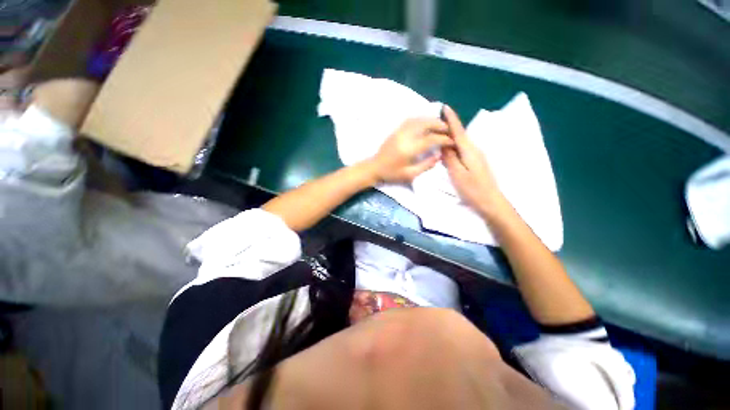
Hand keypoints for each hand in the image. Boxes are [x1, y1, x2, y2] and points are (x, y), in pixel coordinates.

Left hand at [369, 118, 453, 182]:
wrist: (374, 167)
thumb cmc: (392, 173)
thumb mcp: (410, 175)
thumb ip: (426, 165)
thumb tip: (439, 155)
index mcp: (409, 149)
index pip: (431, 139)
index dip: (443, 139)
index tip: (451, 141)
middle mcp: (405, 136)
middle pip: (425, 124)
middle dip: (439, 125)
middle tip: (448, 129)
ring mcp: (399, 131)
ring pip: (418, 119)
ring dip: (431, 120)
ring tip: (440, 125)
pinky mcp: (396, 130)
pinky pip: (410, 120)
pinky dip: (421, 119)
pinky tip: (426, 123)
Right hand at [441, 105, 505, 215]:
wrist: (490, 201)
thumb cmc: (473, 188)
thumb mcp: (457, 173)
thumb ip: (450, 158)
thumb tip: (443, 145)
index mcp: (469, 150)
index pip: (458, 131)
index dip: (451, 119)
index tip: (445, 107)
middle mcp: (474, 150)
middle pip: (460, 135)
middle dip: (449, 126)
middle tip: (436, 122)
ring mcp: (476, 156)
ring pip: (461, 143)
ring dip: (451, 136)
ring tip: (439, 133)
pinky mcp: (476, 163)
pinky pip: (462, 150)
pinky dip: (454, 146)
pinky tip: (448, 149)